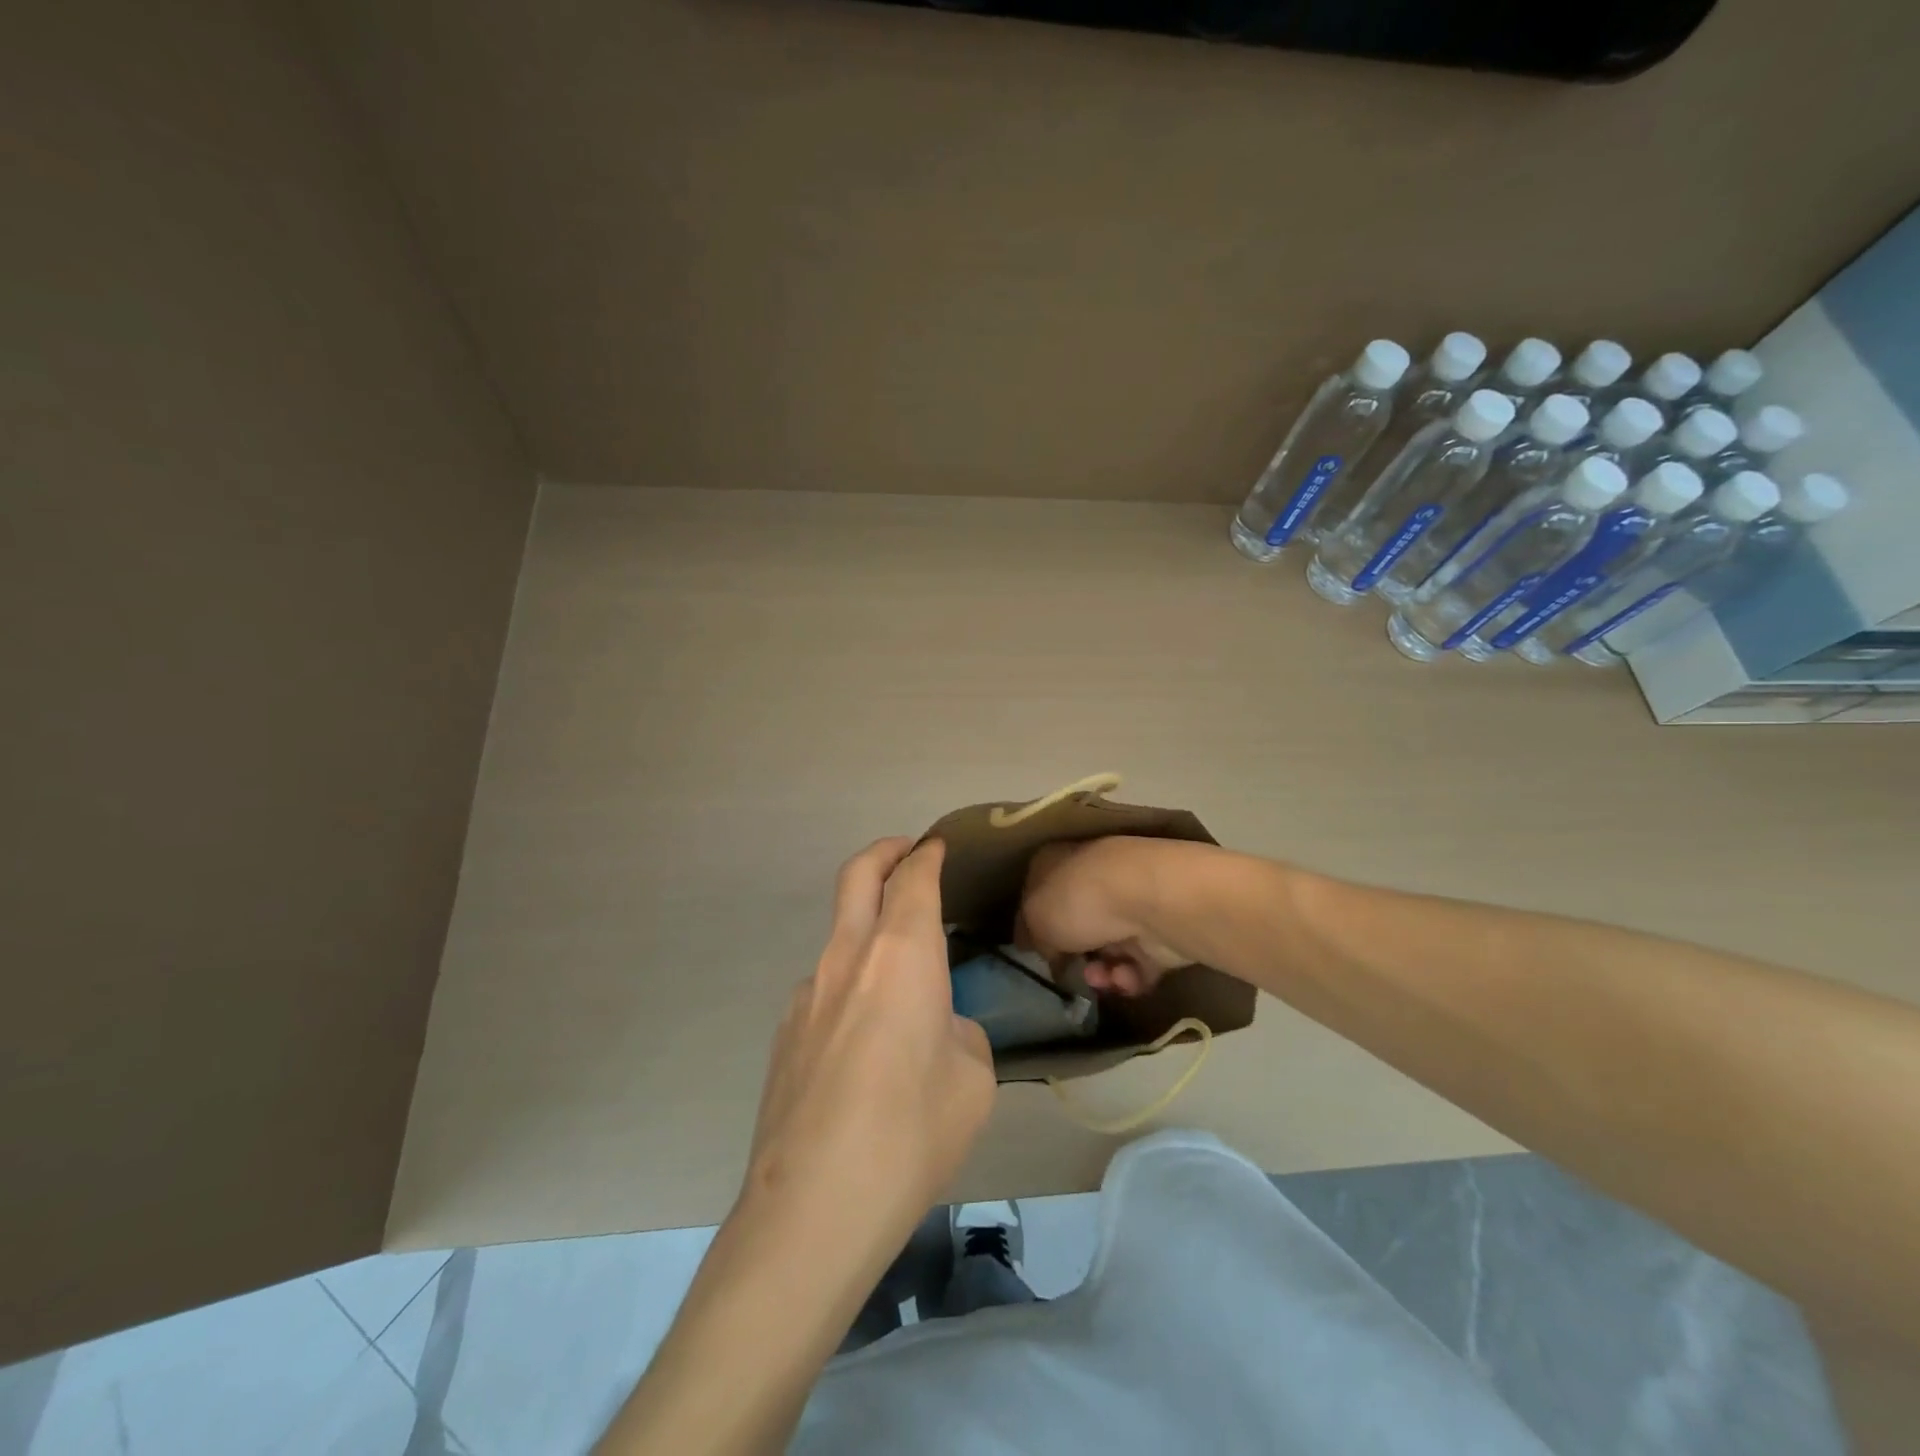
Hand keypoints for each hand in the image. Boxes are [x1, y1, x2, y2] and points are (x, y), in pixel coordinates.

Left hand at [743, 837, 995, 1264]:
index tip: (938, 846)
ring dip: (868, 927)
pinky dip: (851, 982)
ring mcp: (806, 992)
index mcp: (900, 955)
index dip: (927, 855)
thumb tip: (937, 1029)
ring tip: (901, 978)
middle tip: (907, 854)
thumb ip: (959, 1034)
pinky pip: (824, 985)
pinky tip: (866, 1041)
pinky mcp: (784, 1032)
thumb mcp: (972, 1081)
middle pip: (858, 875)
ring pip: (840, 933)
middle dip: (884, 853)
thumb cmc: (910, 1135)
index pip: (913, 879)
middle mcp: (847, 957)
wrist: (811, 1209)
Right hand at [1018, 837, 1197, 995]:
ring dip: (1100, 972)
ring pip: (1107, 948)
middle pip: (1076, 922)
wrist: (1152, 901)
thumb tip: (1045, 947)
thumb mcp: (1034, 916)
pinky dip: (1128, 977)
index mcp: (1060, 860)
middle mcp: (1095, 877)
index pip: (1040, 889)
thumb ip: (1032, 934)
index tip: (1030, 950)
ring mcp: (1131, 903)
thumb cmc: (1080, 898)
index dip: (1033, 922)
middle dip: (1071, 954)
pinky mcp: (1160, 932)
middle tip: (1066, 970)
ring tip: (1100, 977)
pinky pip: (1137, 965)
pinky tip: (1124, 976)